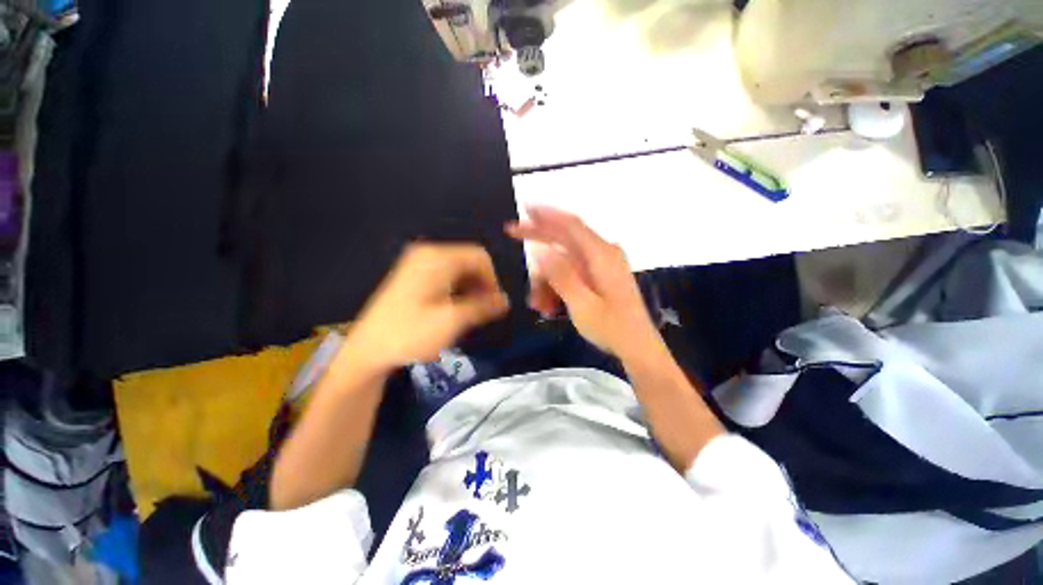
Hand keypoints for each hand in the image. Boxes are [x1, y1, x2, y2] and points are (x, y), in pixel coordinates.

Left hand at [345, 243, 509, 370]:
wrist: (367, 350)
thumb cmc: (410, 333)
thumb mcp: (452, 321)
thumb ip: (483, 307)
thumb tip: (505, 301)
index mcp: (437, 258)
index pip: (479, 257)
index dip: (493, 279)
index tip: (495, 304)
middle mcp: (428, 254)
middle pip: (469, 261)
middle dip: (482, 284)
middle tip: (485, 311)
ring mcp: (418, 264)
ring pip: (458, 270)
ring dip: (471, 288)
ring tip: (471, 313)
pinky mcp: (414, 276)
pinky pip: (446, 276)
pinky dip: (457, 290)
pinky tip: (456, 309)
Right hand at [506, 207, 658, 356]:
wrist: (638, 347)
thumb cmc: (612, 328)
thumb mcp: (582, 304)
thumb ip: (561, 276)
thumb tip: (541, 250)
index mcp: (601, 255)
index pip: (570, 225)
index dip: (546, 214)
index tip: (524, 209)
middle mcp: (602, 253)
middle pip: (565, 238)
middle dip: (538, 240)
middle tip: (513, 234)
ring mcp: (601, 265)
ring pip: (565, 260)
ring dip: (547, 278)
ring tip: (537, 304)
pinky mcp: (599, 276)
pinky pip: (572, 273)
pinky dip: (558, 285)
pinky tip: (549, 305)